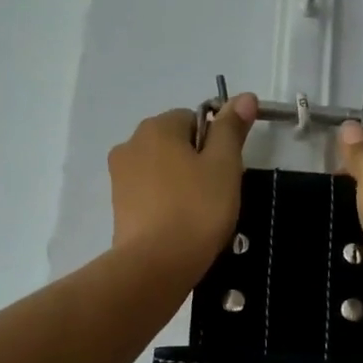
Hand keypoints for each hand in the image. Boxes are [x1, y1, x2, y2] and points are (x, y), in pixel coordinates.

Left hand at [108, 94, 257, 277]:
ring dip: (182, 183)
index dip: (215, 142)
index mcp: (157, 127)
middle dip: (197, 161)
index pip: (194, 118)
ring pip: (162, 169)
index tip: (226, 170)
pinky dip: (166, 202)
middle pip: (176, 142)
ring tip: (199, 213)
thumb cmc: (197, 209)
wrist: (156, 265)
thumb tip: (244, 96)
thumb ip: (232, 128)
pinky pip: (150, 192)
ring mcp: (120, 176)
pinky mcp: (118, 206)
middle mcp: (131, 144)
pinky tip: (180, 224)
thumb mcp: (225, 165)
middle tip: (217, 192)